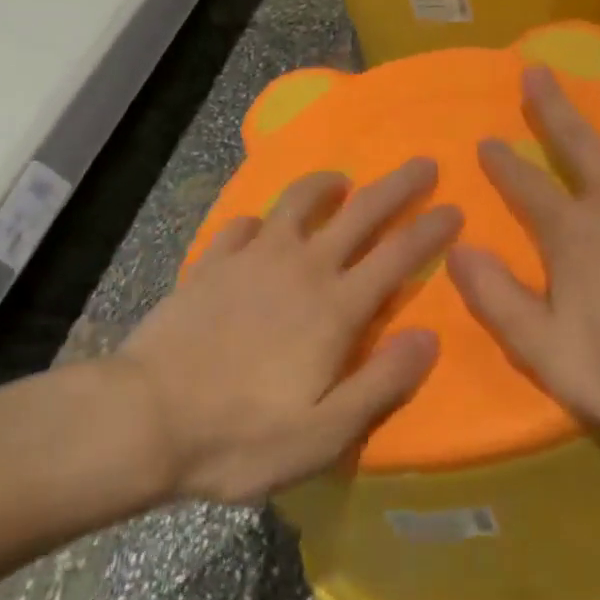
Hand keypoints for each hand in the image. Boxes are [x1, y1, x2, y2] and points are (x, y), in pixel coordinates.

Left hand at [119, 159, 460, 503]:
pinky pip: (244, 225)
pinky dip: (261, 219)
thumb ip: (381, 382)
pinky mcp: (213, 261)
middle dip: (397, 185)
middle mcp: (302, 267)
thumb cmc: (241, 437)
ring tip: (340, 181)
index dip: (431, 230)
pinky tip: (261, 226)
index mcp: (335, 308)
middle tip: (423, 163)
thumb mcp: (324, 434)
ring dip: (326, 185)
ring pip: (299, 202)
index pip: (398, 255)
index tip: (455, 208)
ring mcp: (254, 258)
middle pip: (361, 212)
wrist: (144, 418)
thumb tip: (429, 338)